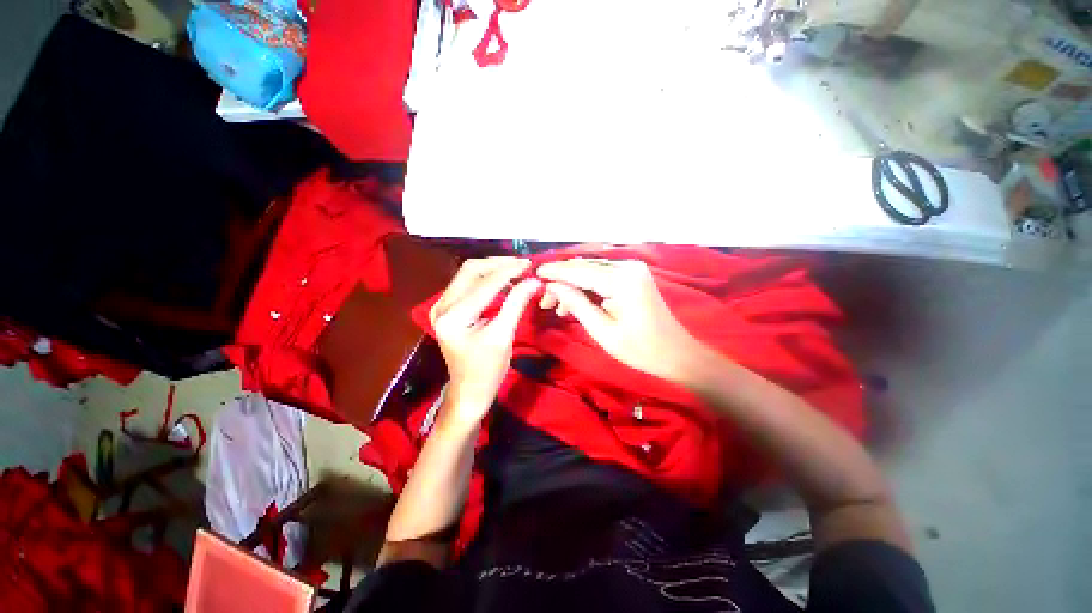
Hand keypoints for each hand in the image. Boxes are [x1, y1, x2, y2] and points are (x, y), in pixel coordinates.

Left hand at [430, 257, 539, 423]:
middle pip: (471, 270)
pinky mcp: (447, 309)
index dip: (509, 271)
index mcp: (453, 316)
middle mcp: (442, 306)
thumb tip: (533, 281)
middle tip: (523, 265)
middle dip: (498, 264)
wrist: (469, 391)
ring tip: (517, 271)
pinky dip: (487, 279)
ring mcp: (441, 306)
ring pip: (468, 274)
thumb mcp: (503, 337)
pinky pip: (467, 284)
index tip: (530, 265)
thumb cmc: (487, 370)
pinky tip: (504, 282)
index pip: (485, 284)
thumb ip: (516, 304)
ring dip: (493, 269)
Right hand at [537, 258, 704, 382]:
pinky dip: (586, 287)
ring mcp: (632, 270)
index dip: (555, 272)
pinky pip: (602, 277)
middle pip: (585, 268)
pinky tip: (573, 303)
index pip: (580, 271)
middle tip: (544, 300)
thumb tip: (552, 286)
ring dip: (572, 285)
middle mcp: (627, 266)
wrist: (675, 353)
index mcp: (622, 279)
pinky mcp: (632, 276)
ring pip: (591, 271)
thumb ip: (576, 303)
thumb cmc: (639, 349)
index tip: (534, 273)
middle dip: (562, 281)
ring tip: (556, 306)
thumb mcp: (602, 330)